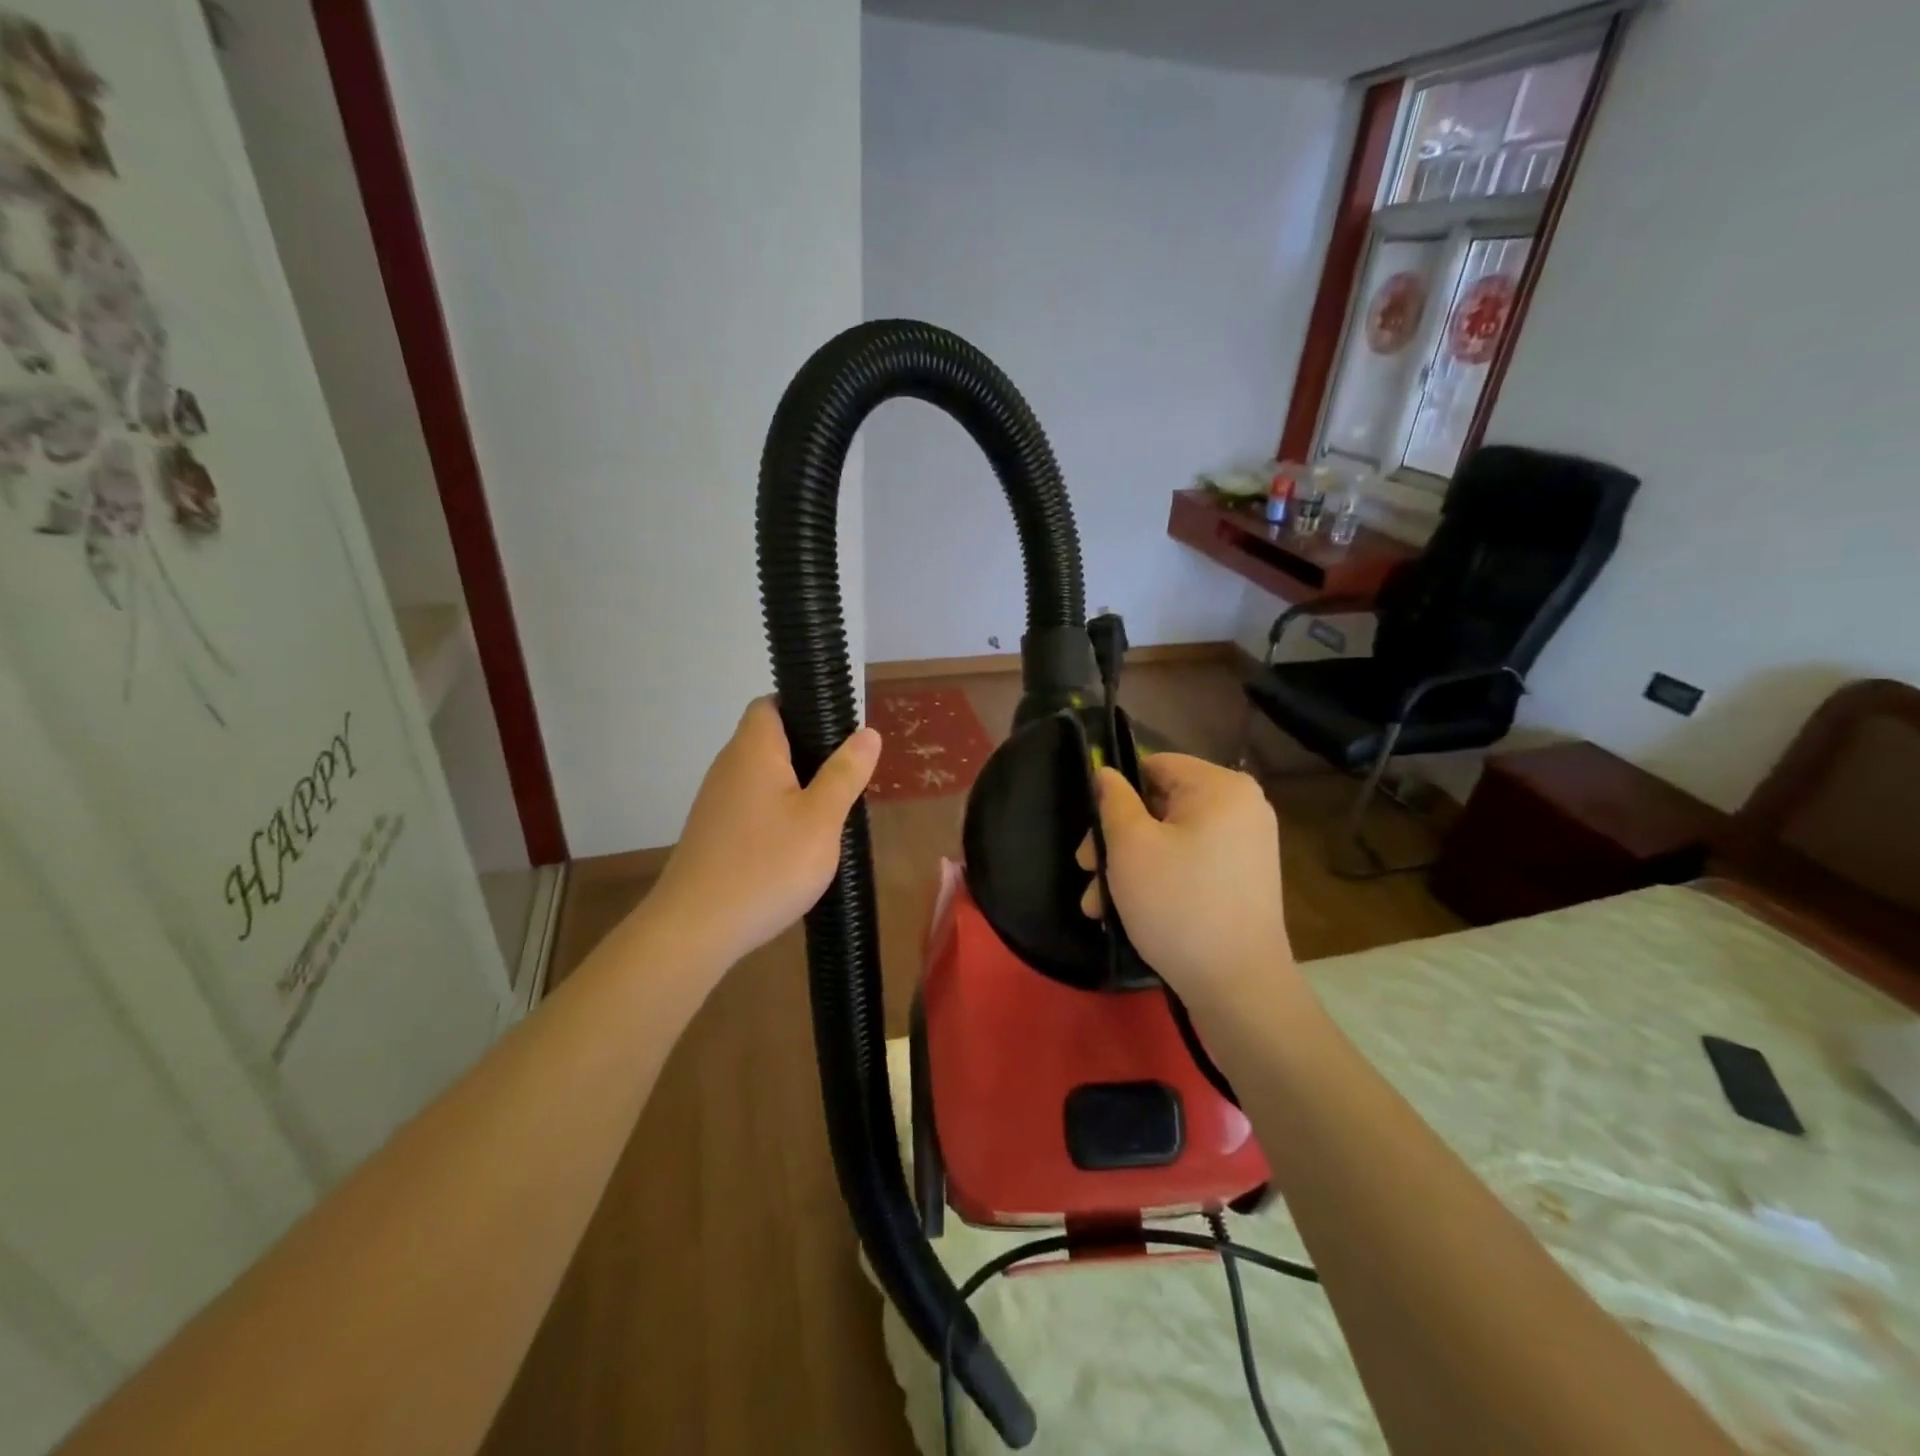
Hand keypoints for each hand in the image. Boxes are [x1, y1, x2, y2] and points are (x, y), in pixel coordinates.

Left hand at [649, 699, 880, 969]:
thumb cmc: (767, 865)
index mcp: (753, 750)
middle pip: (770, 740)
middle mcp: (729, 767)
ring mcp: (716, 802)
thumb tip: (867, 732)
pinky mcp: (713, 833)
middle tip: (847, 778)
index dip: (804, 707)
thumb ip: (845, 773)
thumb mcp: (822, 818)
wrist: (696, 929)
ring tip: (830, 813)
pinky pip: (753, 807)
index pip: (771, 703)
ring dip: (796, 787)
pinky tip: (798, 844)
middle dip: (810, 753)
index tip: (839, 731)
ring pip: (763, 777)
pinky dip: (777, 814)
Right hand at [1077, 754, 1293, 998]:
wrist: (1238, 987)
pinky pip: (1190, 861)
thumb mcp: (1130, 846)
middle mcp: (1242, 807)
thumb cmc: (1178, 905)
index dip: (1116, 792)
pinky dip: (1158, 878)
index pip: (1155, 765)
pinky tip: (1126, 911)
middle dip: (1116, 839)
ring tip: (1097, 904)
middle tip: (1085, 870)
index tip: (1091, 830)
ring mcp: (1246, 845)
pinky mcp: (1243, 878)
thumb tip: (1106, 773)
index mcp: (1221, 787)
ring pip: (1170, 838)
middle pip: (1160, 805)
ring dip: (1129, 865)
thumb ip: (1113, 800)